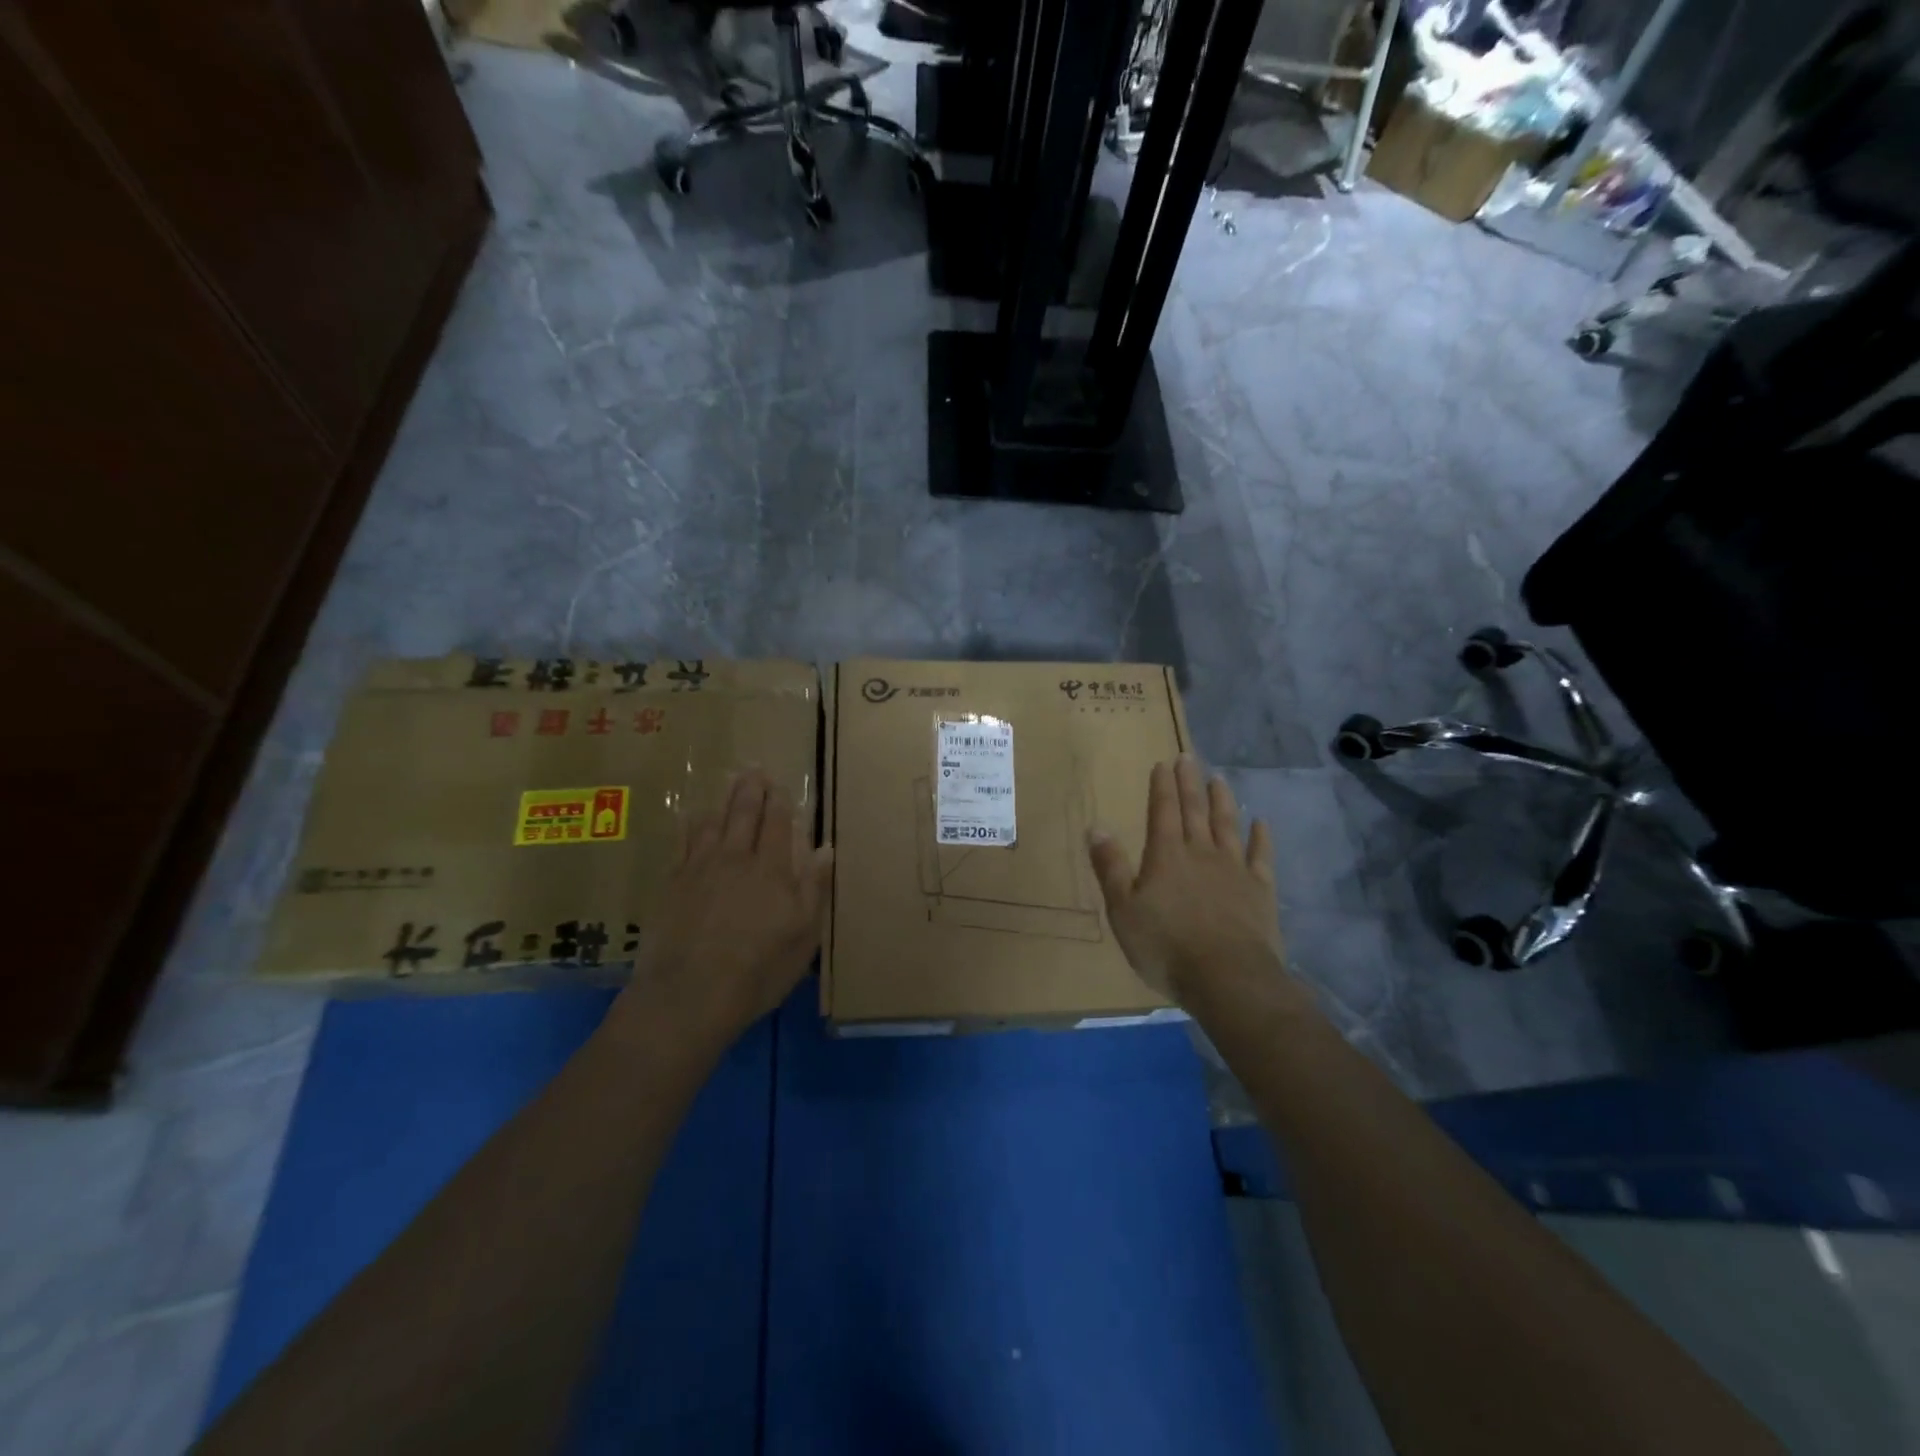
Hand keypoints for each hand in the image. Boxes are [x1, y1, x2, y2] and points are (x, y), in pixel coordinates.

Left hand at [615, 769, 832, 1046]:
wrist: (689, 995)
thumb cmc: (758, 971)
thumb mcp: (803, 936)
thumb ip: (814, 888)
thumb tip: (826, 848)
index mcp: (772, 870)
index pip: (778, 824)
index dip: (780, 802)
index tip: (780, 784)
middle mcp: (736, 859)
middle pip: (744, 814)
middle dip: (751, 789)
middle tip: (754, 768)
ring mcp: (700, 869)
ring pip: (712, 822)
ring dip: (723, 800)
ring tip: (728, 783)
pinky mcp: (672, 884)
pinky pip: (682, 842)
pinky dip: (689, 824)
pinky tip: (690, 816)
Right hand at [1088, 756, 1291, 1008]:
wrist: (1228, 978)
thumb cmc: (1166, 946)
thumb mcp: (1123, 910)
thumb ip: (1111, 868)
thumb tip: (1096, 827)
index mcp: (1166, 856)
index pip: (1162, 812)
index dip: (1162, 787)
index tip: (1163, 763)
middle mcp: (1201, 853)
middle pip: (1195, 811)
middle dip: (1190, 784)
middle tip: (1188, 758)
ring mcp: (1234, 870)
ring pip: (1228, 826)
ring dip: (1223, 801)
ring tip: (1220, 779)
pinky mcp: (1260, 891)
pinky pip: (1261, 856)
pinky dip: (1260, 838)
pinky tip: (1260, 823)